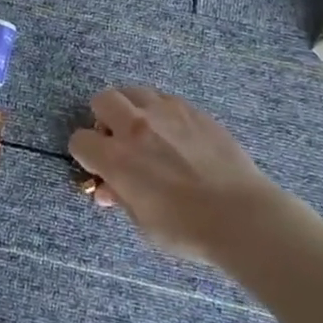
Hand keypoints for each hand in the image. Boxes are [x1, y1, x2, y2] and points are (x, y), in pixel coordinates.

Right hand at [69, 88, 282, 259]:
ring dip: (131, 108)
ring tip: (145, 131)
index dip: (85, 155)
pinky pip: (165, 98)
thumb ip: (120, 197)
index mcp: (116, 158)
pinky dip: (160, 111)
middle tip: (117, 140)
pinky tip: (174, 134)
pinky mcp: (193, 111)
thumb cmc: (187, 230)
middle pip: (102, 100)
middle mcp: (135, 127)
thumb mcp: (143, 223)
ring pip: (134, 91)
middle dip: (103, 118)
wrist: (243, 217)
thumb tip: (107, 188)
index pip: (79, 140)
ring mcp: (166, 113)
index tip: (98, 167)